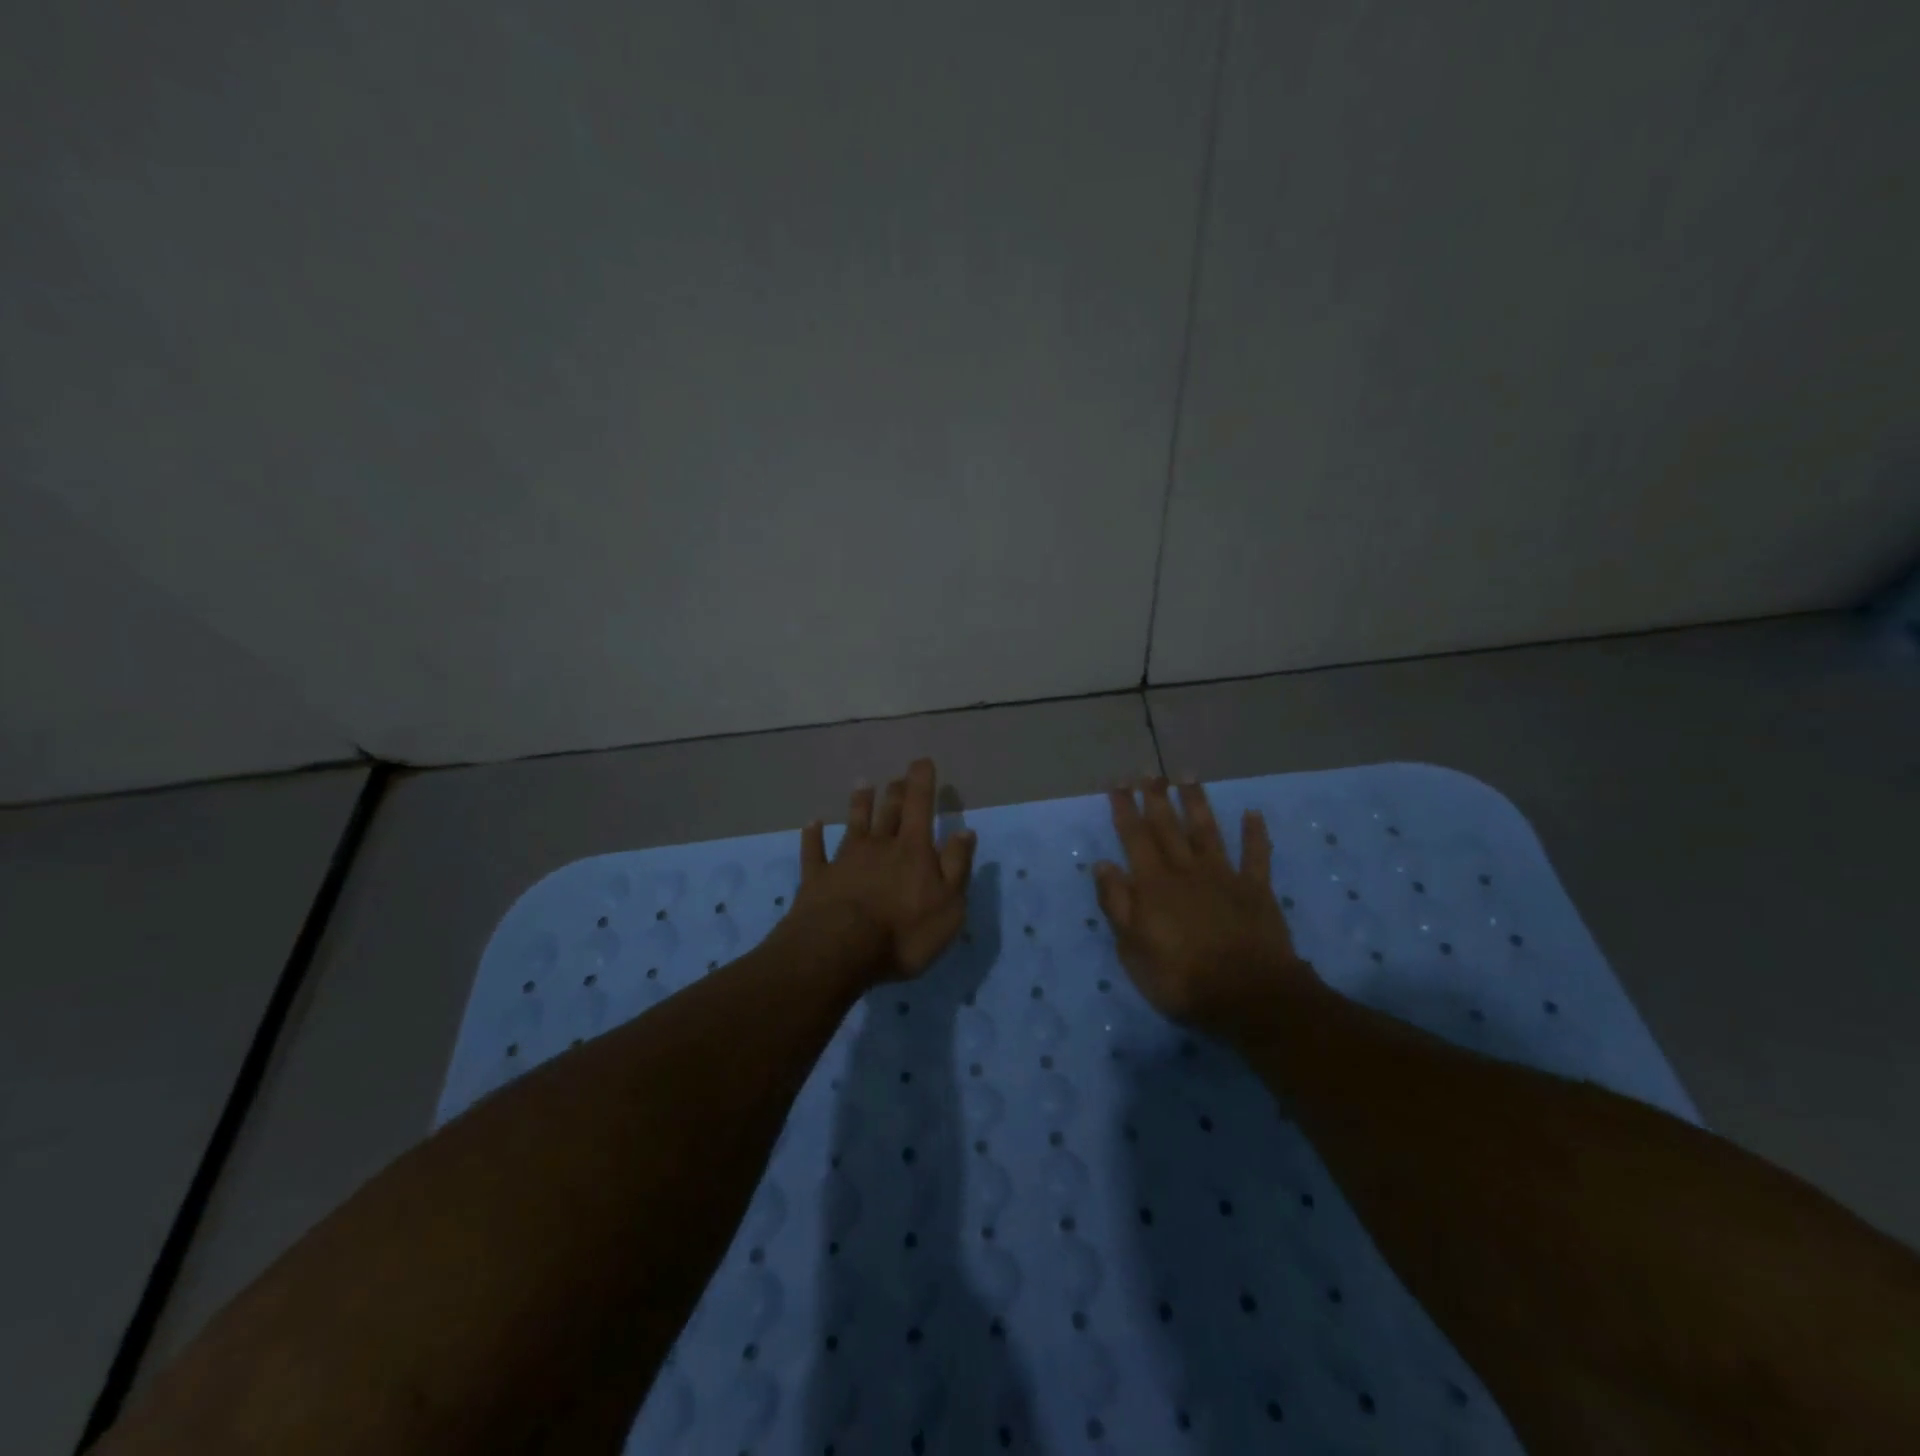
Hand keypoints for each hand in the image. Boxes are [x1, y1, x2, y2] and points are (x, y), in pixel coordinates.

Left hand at [786, 758, 976, 984]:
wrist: (839, 950)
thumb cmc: (904, 931)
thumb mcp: (948, 905)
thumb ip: (956, 866)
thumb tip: (964, 832)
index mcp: (913, 850)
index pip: (920, 806)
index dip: (922, 781)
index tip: (922, 761)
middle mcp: (879, 845)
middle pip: (888, 811)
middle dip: (895, 792)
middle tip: (897, 778)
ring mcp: (845, 860)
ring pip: (854, 824)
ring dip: (859, 804)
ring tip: (862, 784)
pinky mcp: (817, 879)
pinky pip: (814, 851)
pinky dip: (813, 836)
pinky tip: (811, 824)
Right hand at [1093, 778, 1321, 1030]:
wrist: (1249, 996)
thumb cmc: (1181, 979)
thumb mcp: (1132, 949)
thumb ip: (1117, 904)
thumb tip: (1103, 864)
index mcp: (1153, 884)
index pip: (1134, 837)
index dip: (1124, 809)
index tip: (1117, 784)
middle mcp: (1186, 871)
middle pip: (1168, 827)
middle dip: (1155, 797)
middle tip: (1148, 772)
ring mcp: (1224, 877)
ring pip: (1207, 831)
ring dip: (1196, 803)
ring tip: (1187, 777)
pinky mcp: (1256, 890)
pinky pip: (1256, 855)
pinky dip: (1254, 833)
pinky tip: (1252, 813)